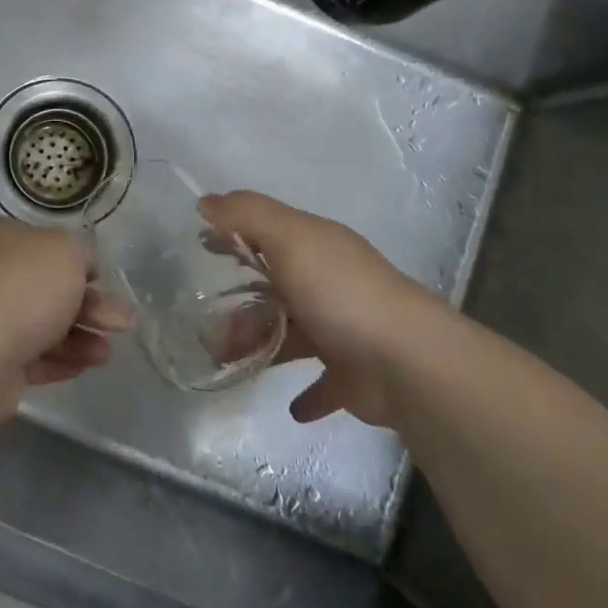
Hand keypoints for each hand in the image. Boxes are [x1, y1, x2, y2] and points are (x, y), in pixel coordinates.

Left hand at [0, 219, 130, 393]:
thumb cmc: (25, 288)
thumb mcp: (67, 250)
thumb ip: (83, 252)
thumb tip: (82, 266)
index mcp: (1, 238)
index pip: (46, 244)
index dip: (78, 261)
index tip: (103, 280)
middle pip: (49, 287)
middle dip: (90, 305)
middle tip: (123, 323)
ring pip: (43, 324)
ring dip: (81, 336)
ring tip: (106, 354)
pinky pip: (33, 356)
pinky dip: (61, 360)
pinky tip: (87, 366)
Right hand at [201, 191, 456, 429]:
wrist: (406, 362)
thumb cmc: (340, 292)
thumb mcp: (290, 238)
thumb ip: (247, 215)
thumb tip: (207, 201)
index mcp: (316, 248)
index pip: (269, 233)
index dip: (236, 236)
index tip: (202, 246)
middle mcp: (329, 284)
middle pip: (275, 288)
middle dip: (240, 303)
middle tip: (206, 324)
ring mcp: (342, 330)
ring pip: (289, 335)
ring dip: (257, 345)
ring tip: (225, 361)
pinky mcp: (352, 376)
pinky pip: (322, 385)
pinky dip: (306, 395)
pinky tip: (290, 406)